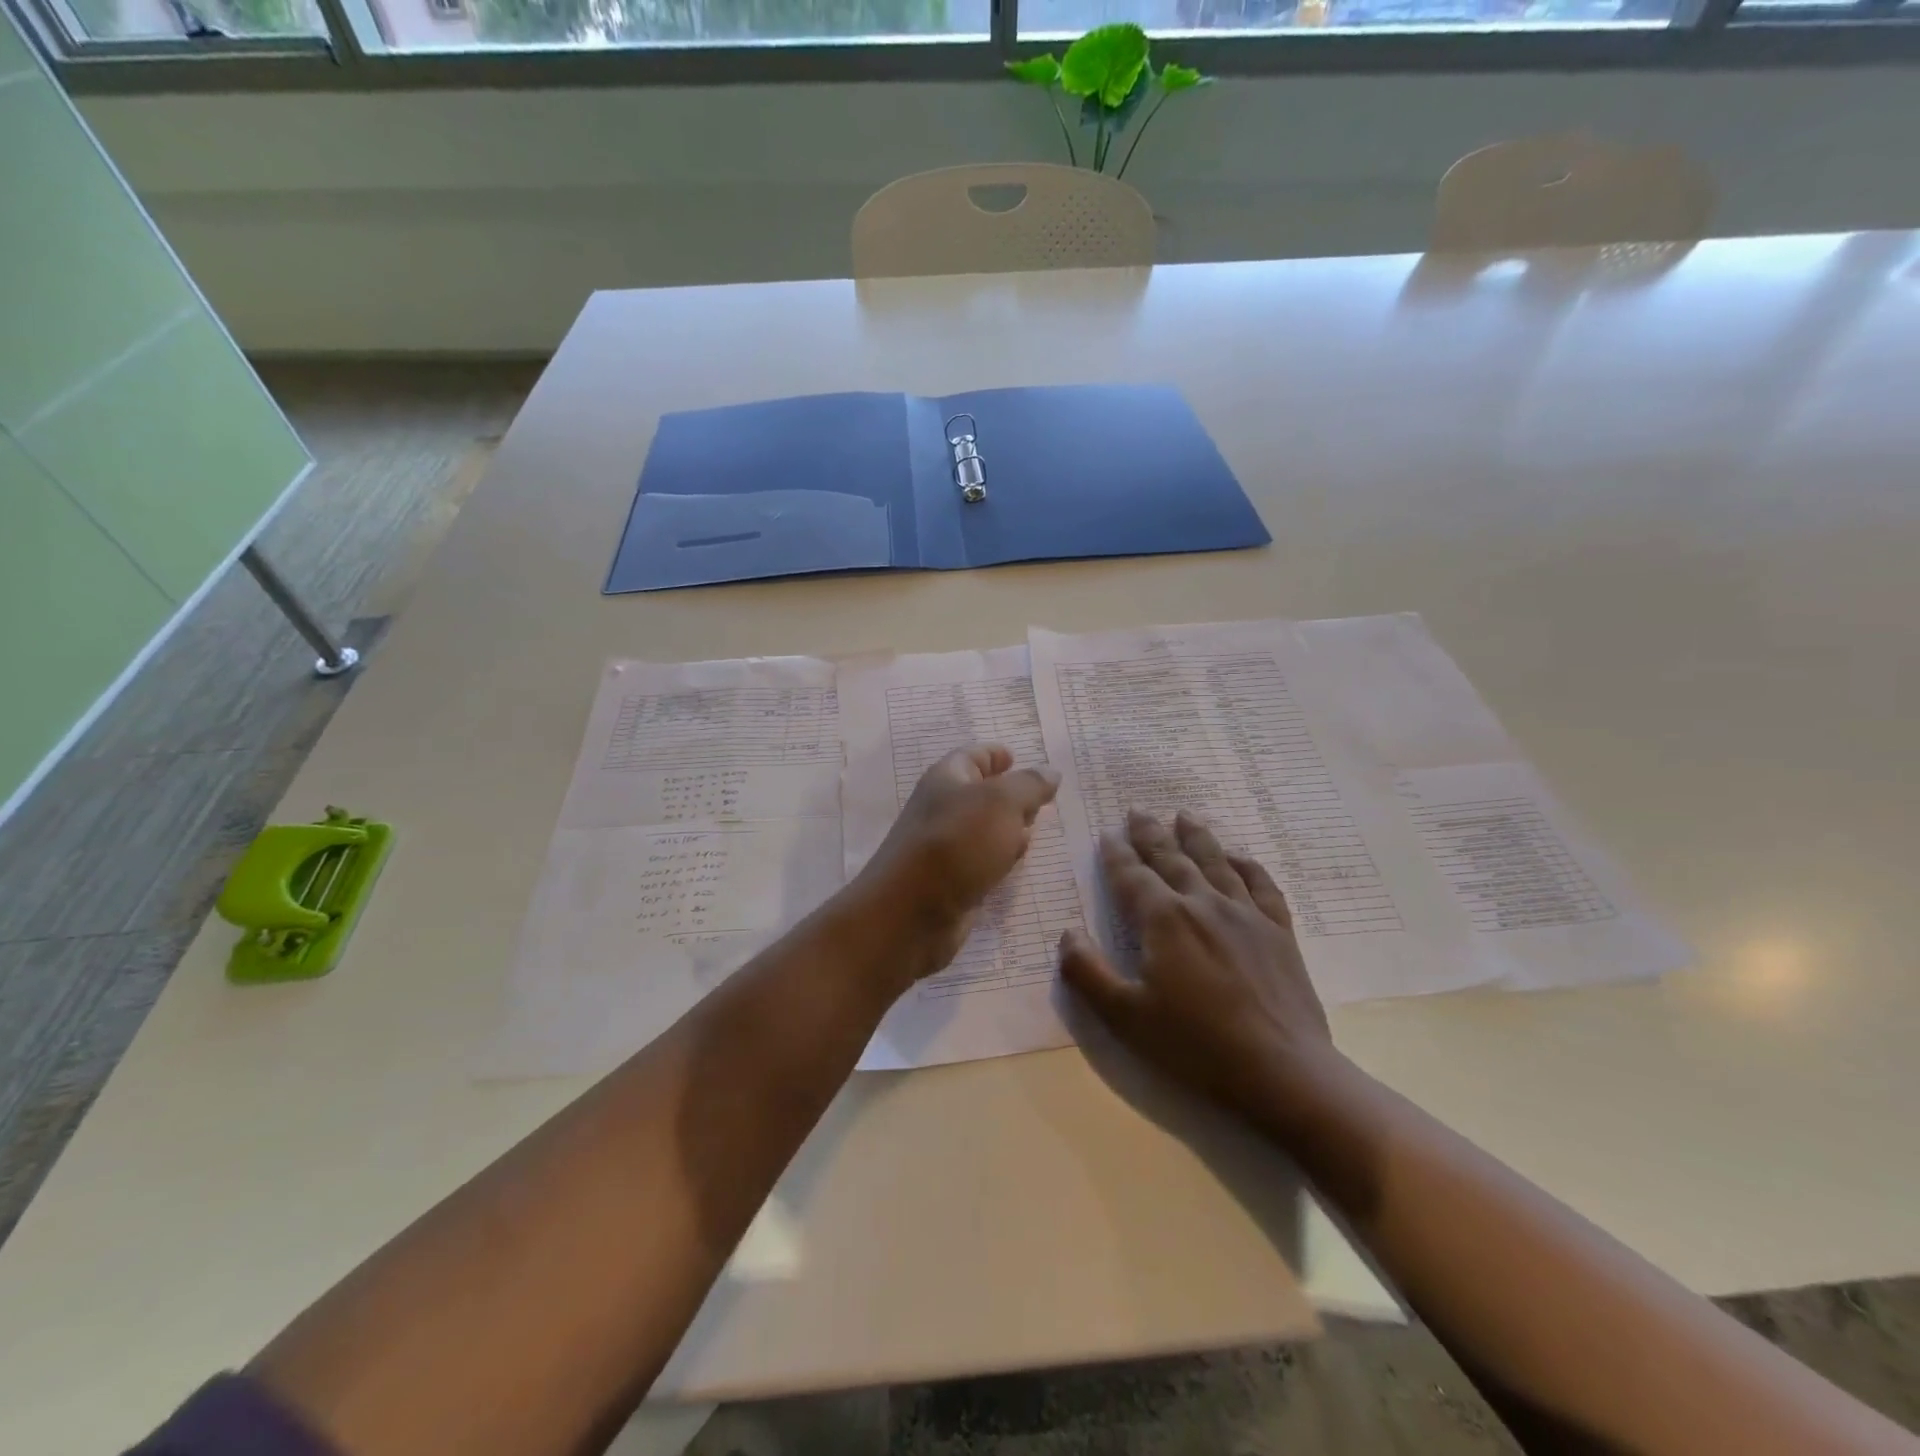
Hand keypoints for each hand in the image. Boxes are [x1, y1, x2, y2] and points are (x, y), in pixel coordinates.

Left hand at [853, 745, 1060, 975]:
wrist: (912, 911)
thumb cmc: (958, 843)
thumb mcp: (1002, 802)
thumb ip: (1030, 785)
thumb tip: (1050, 772)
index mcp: (947, 778)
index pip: (974, 755)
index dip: (996, 754)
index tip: (1018, 758)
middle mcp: (943, 807)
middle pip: (980, 793)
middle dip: (1011, 794)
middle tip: (1042, 800)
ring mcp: (945, 846)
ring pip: (983, 829)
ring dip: (1009, 828)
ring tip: (1037, 830)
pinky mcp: (951, 879)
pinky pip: (981, 860)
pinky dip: (1000, 858)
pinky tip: (1016, 864)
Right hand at [1059, 809, 1336, 1121]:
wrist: (1281, 1071)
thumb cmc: (1194, 1045)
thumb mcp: (1124, 1016)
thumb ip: (1087, 972)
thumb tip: (1068, 933)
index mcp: (1163, 919)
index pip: (1132, 876)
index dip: (1116, 855)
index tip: (1107, 835)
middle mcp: (1203, 903)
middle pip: (1172, 858)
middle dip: (1151, 834)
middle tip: (1137, 811)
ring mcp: (1245, 914)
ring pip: (1216, 862)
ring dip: (1197, 836)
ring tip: (1184, 815)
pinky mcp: (1279, 931)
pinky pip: (1262, 885)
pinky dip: (1248, 865)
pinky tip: (1240, 856)